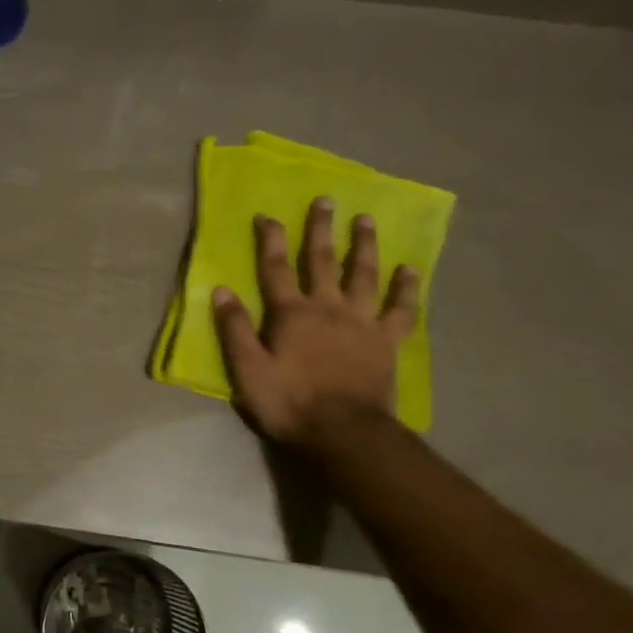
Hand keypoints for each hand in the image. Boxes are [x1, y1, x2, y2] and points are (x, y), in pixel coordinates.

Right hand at [212, 201, 419, 449]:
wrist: (344, 432)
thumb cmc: (289, 403)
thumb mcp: (248, 371)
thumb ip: (234, 330)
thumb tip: (221, 291)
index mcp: (291, 314)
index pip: (276, 268)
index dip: (270, 240)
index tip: (267, 215)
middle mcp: (328, 307)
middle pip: (323, 261)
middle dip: (321, 229)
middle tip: (326, 200)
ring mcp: (361, 322)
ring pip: (364, 275)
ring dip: (364, 245)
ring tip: (365, 220)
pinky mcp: (386, 341)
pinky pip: (400, 309)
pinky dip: (406, 289)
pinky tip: (410, 270)